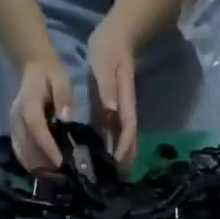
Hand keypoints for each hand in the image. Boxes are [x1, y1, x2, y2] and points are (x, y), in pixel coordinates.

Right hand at [10, 55, 70, 171]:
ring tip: (55, 174)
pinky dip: (30, 163)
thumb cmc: (50, 75)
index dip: (47, 146)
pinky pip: (19, 152)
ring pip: (22, 151)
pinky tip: (43, 169)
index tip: (59, 162)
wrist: (33, 68)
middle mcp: (17, 116)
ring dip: (37, 165)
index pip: (36, 127)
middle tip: (61, 174)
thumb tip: (65, 118)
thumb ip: (63, 96)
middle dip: (43, 162)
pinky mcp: (14, 132)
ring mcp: (13, 125)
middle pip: (27, 144)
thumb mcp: (60, 79)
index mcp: (28, 102)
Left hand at [86, 18, 137, 168]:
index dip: (125, 147)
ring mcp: (115, 113)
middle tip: (112, 181)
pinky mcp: (106, 111)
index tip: (117, 163)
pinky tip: (92, 158)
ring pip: (117, 140)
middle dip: (123, 161)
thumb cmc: (108, 47)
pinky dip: (102, 147)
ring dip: (113, 157)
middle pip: (126, 141)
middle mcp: (122, 111)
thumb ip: (107, 84)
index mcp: (124, 102)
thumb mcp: (105, 61)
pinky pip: (106, 133)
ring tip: (102, 176)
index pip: (128, 129)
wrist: (113, 37)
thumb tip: (112, 108)